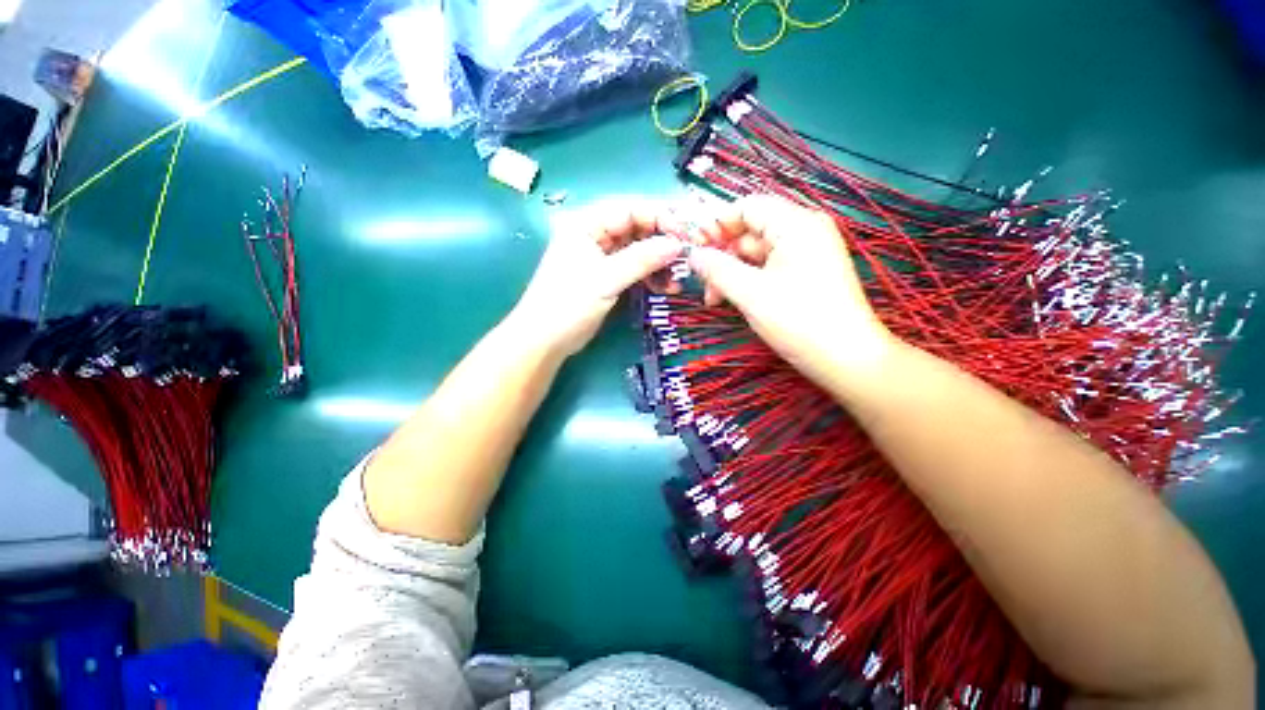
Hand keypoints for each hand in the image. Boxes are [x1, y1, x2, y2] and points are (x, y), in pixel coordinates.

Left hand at [511, 205, 683, 357]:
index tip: (686, 232)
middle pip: (636, 227)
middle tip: (687, 255)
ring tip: (677, 278)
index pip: (630, 209)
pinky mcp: (606, 275)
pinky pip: (633, 267)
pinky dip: (649, 275)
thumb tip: (676, 244)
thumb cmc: (569, 304)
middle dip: (662, 241)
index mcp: (586, 223)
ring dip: (658, 262)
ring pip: (637, 249)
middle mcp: (594, 234)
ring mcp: (600, 256)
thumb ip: (642, 259)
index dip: (660, 217)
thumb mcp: (606, 279)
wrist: (545, 339)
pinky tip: (664, 286)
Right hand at [688, 195, 895, 389]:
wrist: (846, 359)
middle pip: (750, 231)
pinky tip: (733, 299)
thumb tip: (692, 255)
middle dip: (722, 256)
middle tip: (702, 282)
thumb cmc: (798, 320)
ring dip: (732, 273)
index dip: (716, 224)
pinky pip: (769, 267)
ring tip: (714, 299)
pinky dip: (748, 280)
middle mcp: (804, 230)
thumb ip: (716, 269)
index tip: (692, 248)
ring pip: (756, 253)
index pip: (747, 207)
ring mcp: (807, 253)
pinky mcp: (806, 273)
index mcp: (796, 224)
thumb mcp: (749, 293)